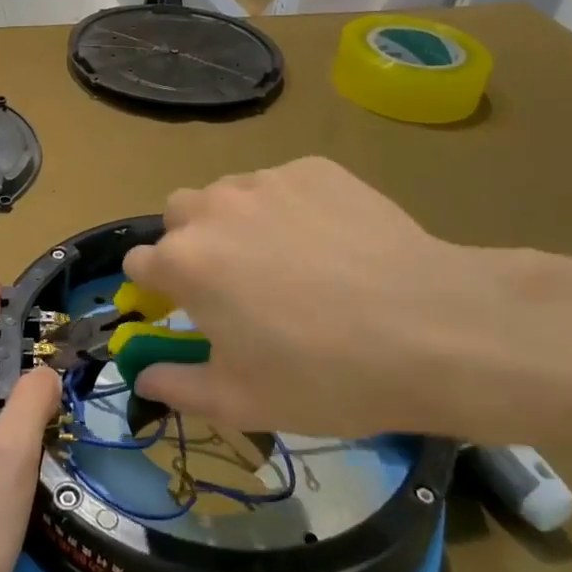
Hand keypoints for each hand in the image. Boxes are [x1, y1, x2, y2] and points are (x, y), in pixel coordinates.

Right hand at [122, 157, 530, 440]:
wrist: (433, 328)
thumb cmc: (324, 375)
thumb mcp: (241, 402)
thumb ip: (176, 387)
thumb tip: (144, 376)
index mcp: (185, 262)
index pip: (138, 262)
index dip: (156, 289)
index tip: (183, 310)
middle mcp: (214, 209)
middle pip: (178, 215)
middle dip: (189, 244)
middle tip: (233, 284)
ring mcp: (267, 181)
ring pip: (228, 195)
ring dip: (236, 222)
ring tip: (286, 262)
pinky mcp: (315, 170)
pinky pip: (281, 185)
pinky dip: (288, 209)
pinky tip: (330, 244)